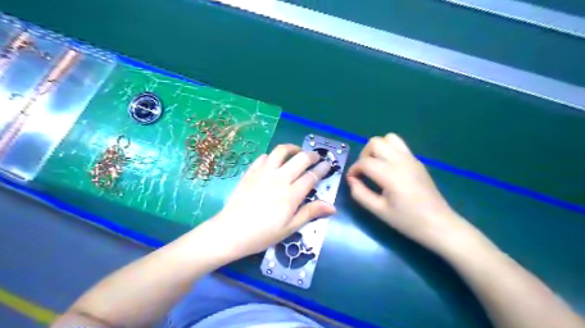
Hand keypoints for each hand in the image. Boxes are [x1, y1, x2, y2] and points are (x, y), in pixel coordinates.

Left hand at [208, 145, 335, 259]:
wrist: (230, 232)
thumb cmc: (262, 234)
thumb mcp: (290, 228)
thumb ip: (310, 213)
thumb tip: (332, 207)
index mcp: (291, 194)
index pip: (311, 176)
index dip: (322, 169)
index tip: (328, 165)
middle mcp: (279, 179)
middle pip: (300, 159)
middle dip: (311, 155)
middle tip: (316, 158)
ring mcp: (263, 173)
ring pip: (281, 151)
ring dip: (292, 148)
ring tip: (297, 152)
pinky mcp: (250, 172)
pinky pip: (264, 157)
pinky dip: (272, 156)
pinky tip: (274, 162)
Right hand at [344, 133, 471, 253]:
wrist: (439, 224)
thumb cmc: (407, 220)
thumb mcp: (378, 210)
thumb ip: (360, 193)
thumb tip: (351, 180)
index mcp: (391, 174)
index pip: (365, 162)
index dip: (354, 169)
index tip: (352, 180)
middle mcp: (401, 160)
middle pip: (376, 142)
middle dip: (364, 154)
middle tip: (364, 171)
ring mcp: (411, 158)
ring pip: (389, 138)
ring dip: (377, 148)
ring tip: (376, 165)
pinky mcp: (417, 161)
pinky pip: (399, 146)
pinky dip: (389, 151)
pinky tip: (389, 168)